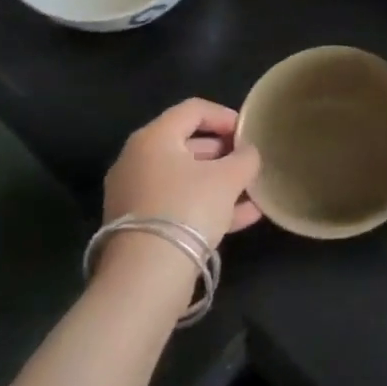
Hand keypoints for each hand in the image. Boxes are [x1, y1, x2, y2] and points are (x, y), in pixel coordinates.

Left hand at [101, 99, 261, 249]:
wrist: (146, 275)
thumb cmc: (188, 208)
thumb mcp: (228, 178)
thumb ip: (245, 158)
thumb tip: (248, 153)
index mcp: (154, 138)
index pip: (193, 109)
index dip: (225, 116)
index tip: (249, 133)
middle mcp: (137, 160)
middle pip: (187, 144)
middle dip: (223, 152)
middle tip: (249, 162)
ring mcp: (134, 194)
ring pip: (184, 178)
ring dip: (219, 182)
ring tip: (252, 192)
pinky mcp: (138, 225)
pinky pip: (178, 203)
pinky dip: (206, 205)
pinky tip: (242, 217)